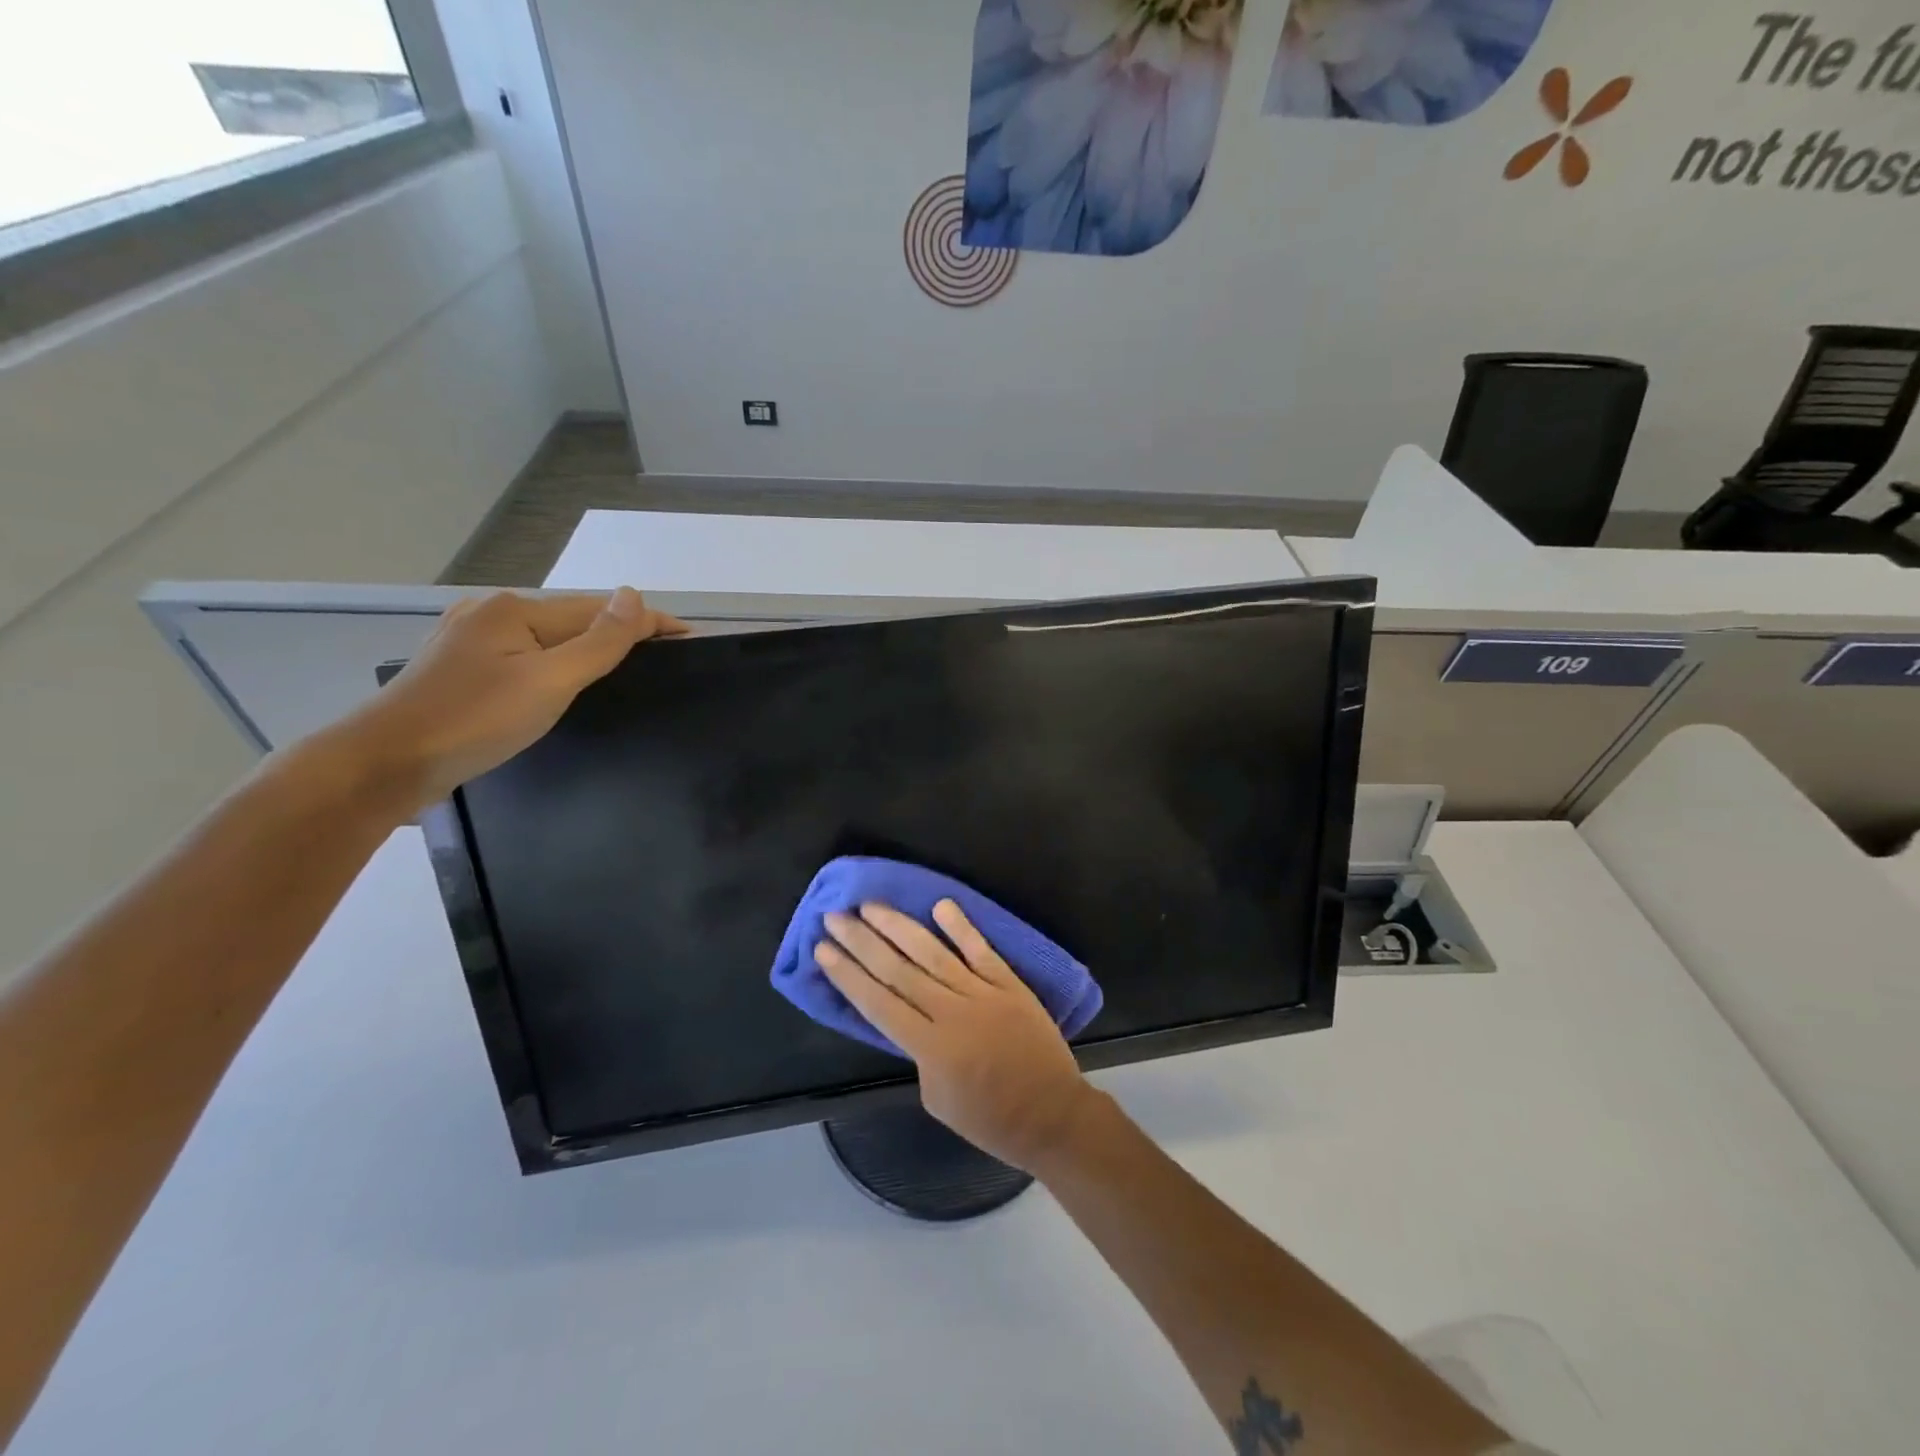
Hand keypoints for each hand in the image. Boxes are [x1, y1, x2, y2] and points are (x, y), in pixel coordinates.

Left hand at [333, 588, 686, 812]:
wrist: (381, 766)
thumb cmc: (472, 721)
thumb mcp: (549, 681)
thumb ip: (598, 642)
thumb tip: (634, 595)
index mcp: (513, 611)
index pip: (599, 610)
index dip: (647, 622)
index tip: (690, 637)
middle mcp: (489, 616)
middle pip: (572, 622)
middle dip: (618, 635)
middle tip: (663, 660)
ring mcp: (468, 644)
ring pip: (546, 643)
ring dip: (587, 652)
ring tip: (624, 672)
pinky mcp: (458, 674)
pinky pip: (524, 661)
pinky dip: (555, 668)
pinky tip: (563, 686)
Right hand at [816, 899, 1099, 1172]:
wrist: (1052, 1115)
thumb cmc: (990, 1119)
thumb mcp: (937, 1100)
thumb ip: (919, 1054)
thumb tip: (911, 1017)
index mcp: (930, 1048)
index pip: (878, 1002)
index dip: (847, 974)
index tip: (823, 949)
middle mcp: (951, 1013)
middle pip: (897, 970)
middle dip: (862, 942)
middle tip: (834, 916)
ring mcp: (982, 994)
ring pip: (933, 953)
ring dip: (899, 926)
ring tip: (871, 905)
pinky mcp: (1009, 984)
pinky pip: (981, 950)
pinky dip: (961, 927)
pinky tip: (940, 904)